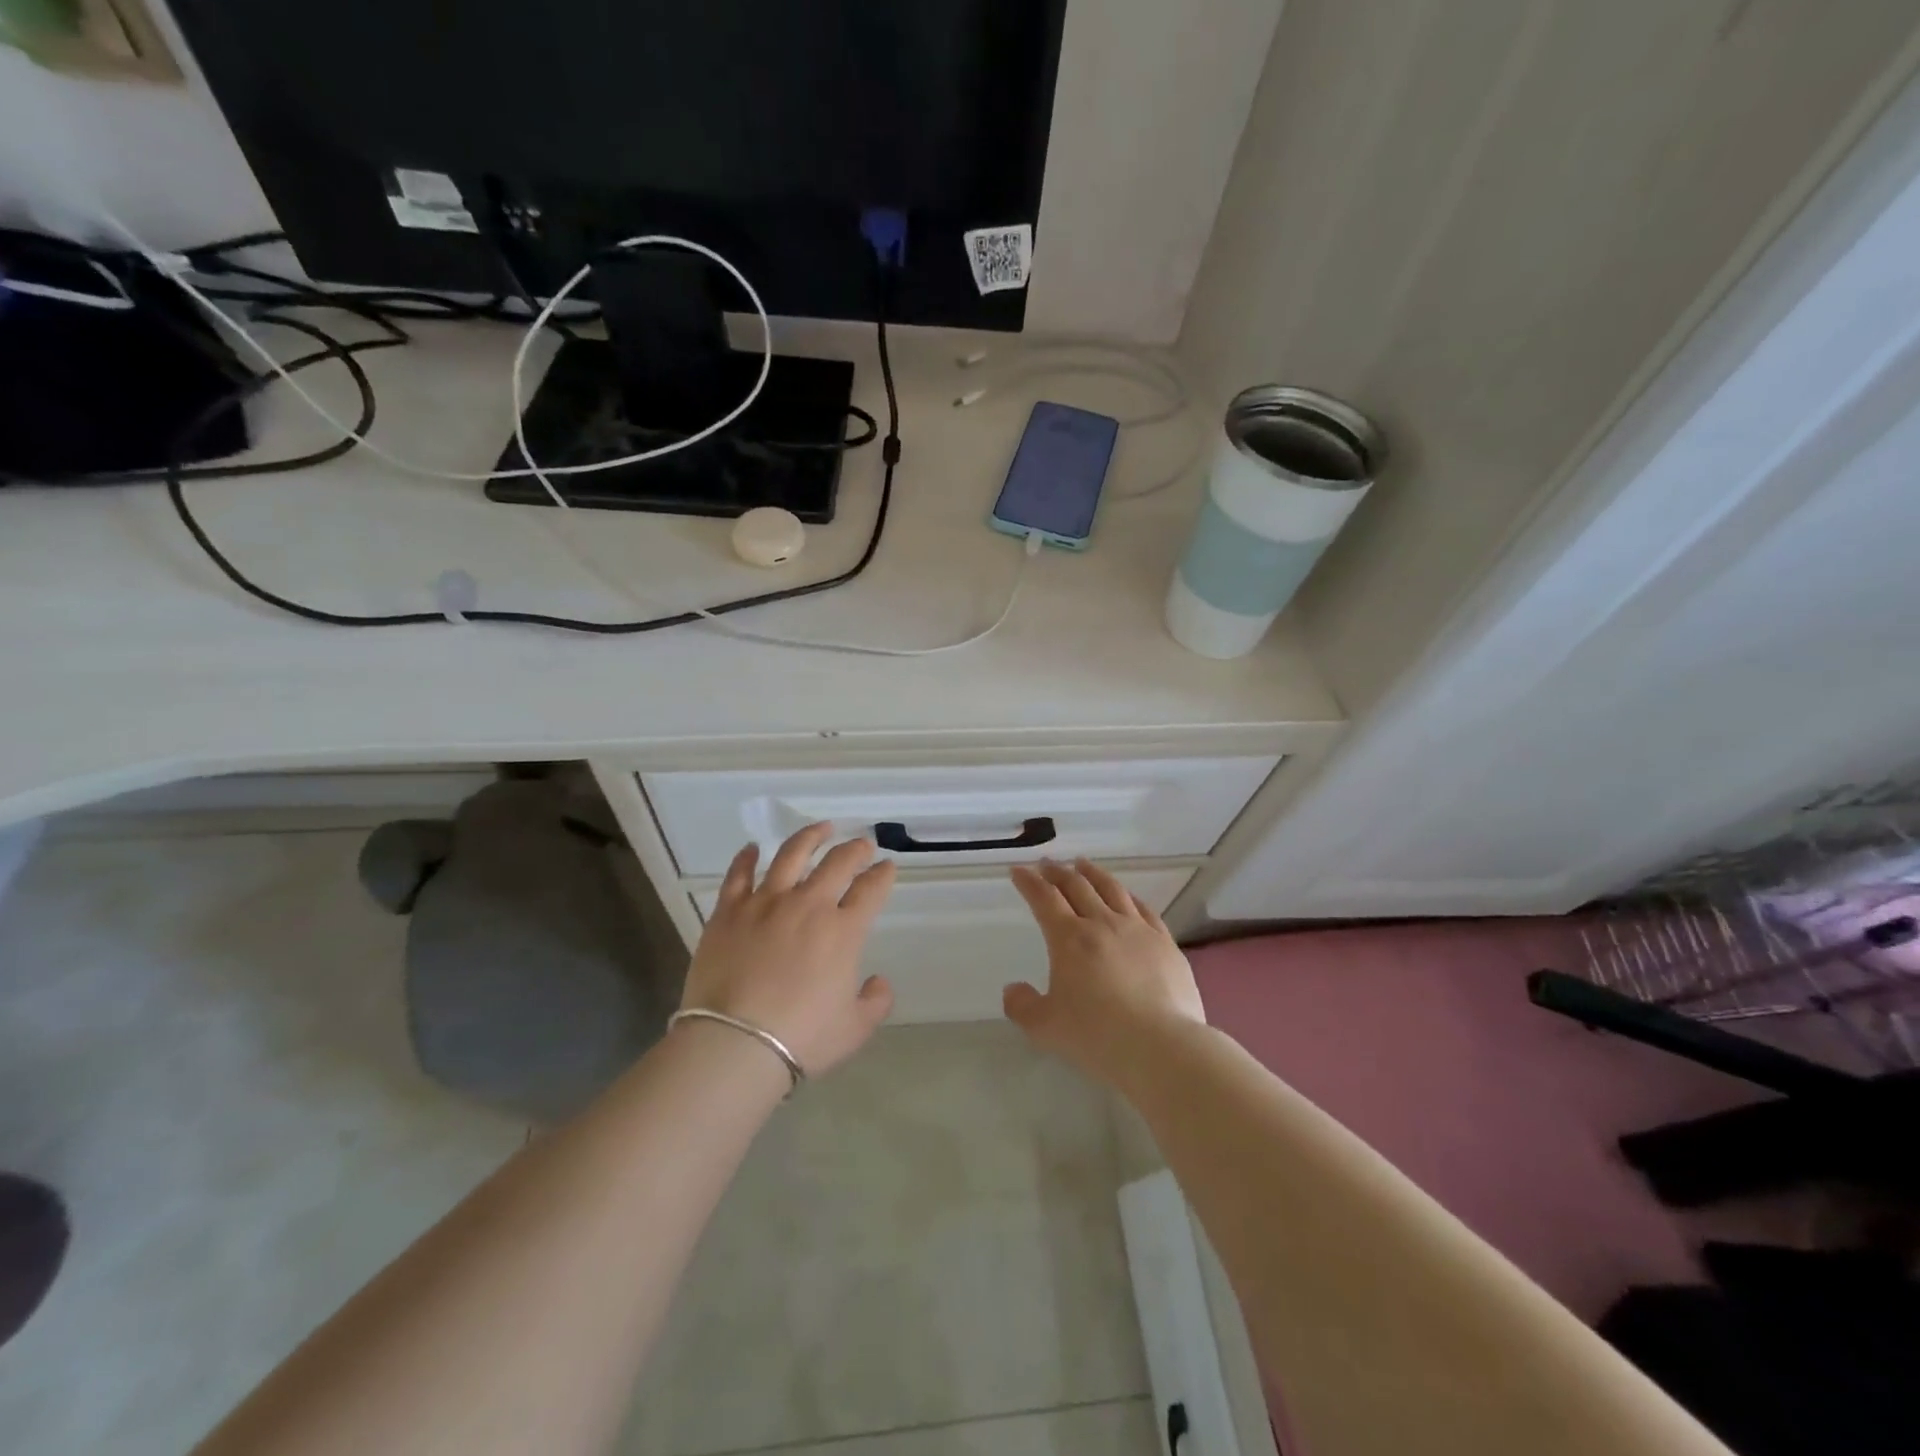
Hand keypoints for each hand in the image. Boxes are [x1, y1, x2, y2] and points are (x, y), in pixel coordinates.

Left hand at [681, 824, 896, 1076]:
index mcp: (843, 931)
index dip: (883, 875)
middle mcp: (808, 905)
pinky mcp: (729, 911)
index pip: (870, 890)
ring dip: (810, 837)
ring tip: (821, 828)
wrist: (735, 1043)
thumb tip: (877, 981)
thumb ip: (875, 1001)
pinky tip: (752, 848)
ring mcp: (766, 903)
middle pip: (837, 863)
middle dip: (855, 849)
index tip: (887, 866)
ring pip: (791, 854)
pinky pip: (738, 874)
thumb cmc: (802, 1038)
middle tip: (862, 844)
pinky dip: (747, 857)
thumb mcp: (854, 1029)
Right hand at [1005, 859, 1205, 1088]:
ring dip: (1093, 874)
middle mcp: (1102, 924)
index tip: (1019, 870)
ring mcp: (1137, 930)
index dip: (1029, 882)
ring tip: (1083, 864)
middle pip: (1077, 887)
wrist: (1161, 1046)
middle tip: (1047, 864)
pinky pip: (1144, 909)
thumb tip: (1013, 989)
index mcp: (1069, 939)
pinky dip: (1128, 896)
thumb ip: (1023, 1006)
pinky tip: (1127, 896)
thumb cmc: (1097, 1036)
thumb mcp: (1046, 1027)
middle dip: (1058, 872)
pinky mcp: (1165, 943)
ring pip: (1111, 890)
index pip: (1044, 899)